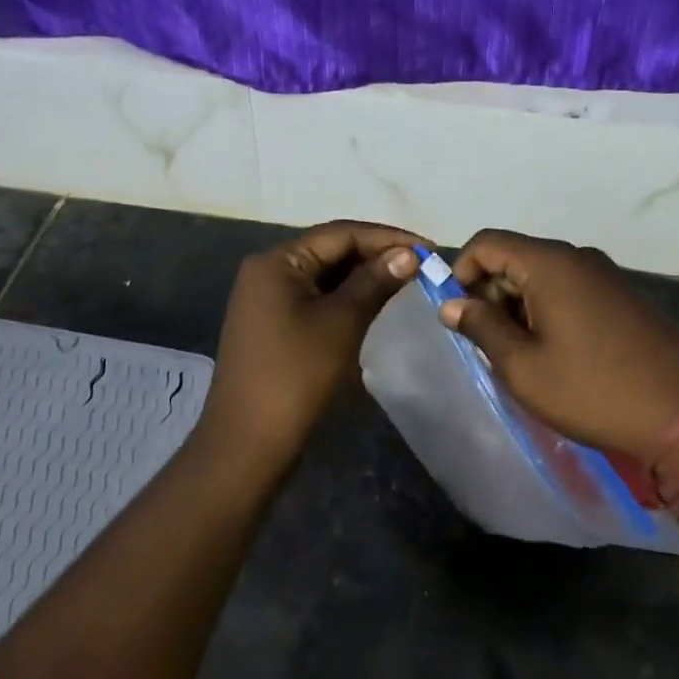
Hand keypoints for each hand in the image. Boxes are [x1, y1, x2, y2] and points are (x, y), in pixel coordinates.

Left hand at [203, 220, 425, 459]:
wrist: (248, 444)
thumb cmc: (296, 376)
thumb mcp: (341, 322)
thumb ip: (375, 281)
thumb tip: (409, 254)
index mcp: (277, 261)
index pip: (340, 234)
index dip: (388, 237)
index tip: (429, 248)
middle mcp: (267, 271)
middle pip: (331, 251)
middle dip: (377, 255)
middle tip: (423, 265)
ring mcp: (268, 299)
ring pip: (326, 276)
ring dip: (365, 277)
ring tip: (407, 281)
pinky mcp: (274, 325)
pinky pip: (317, 298)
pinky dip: (347, 297)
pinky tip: (376, 303)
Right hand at [440, 230, 678, 458]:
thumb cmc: (593, 390)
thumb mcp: (523, 367)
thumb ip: (482, 327)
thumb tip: (452, 305)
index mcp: (549, 264)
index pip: (487, 242)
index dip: (461, 270)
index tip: (457, 313)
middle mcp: (577, 257)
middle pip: (515, 257)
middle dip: (491, 293)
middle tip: (488, 343)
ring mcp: (605, 274)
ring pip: (542, 275)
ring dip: (519, 305)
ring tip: (522, 355)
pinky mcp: (623, 295)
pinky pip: (570, 288)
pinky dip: (548, 309)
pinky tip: (556, 352)